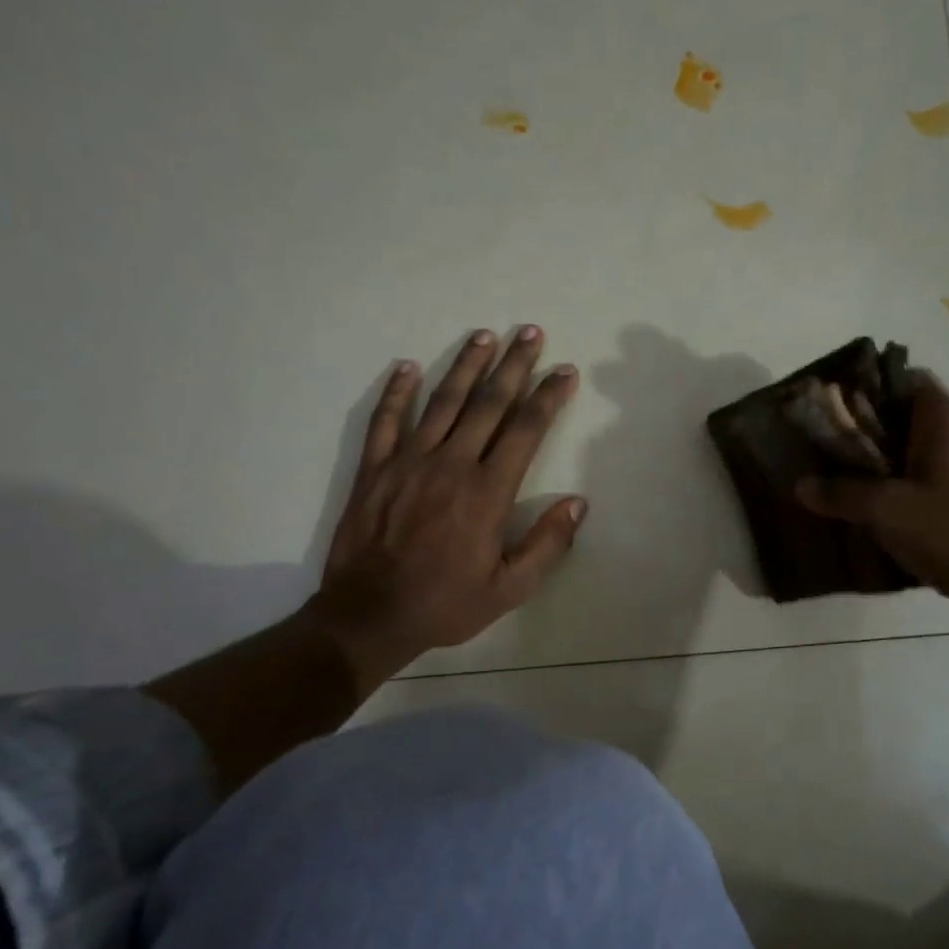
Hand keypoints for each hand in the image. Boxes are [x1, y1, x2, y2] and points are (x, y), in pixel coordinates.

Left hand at [306, 326, 585, 685]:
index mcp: (487, 492)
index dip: (548, 397)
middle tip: (530, 333)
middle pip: (488, 403)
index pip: (526, 430)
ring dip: (465, 365)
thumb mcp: (510, 589)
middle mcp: (451, 464)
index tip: (565, 371)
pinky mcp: (374, 469)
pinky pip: (386, 420)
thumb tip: (577, 504)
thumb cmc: (446, 604)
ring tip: (484, 336)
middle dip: (513, 365)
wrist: (370, 615)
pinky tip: (408, 366)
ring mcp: (408, 461)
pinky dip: (397, 391)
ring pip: (442, 401)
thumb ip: (547, 545)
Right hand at [796, 381, 948, 626]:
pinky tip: (907, 525)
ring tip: (867, 500)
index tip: (835, 421)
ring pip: (935, 454)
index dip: (867, 395)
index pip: (904, 380)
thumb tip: (800, 485)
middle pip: (915, 420)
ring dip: (901, 470)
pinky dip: (926, 492)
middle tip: (839, 466)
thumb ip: (841, 495)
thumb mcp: (888, 514)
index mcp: (948, 418)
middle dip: (876, 440)